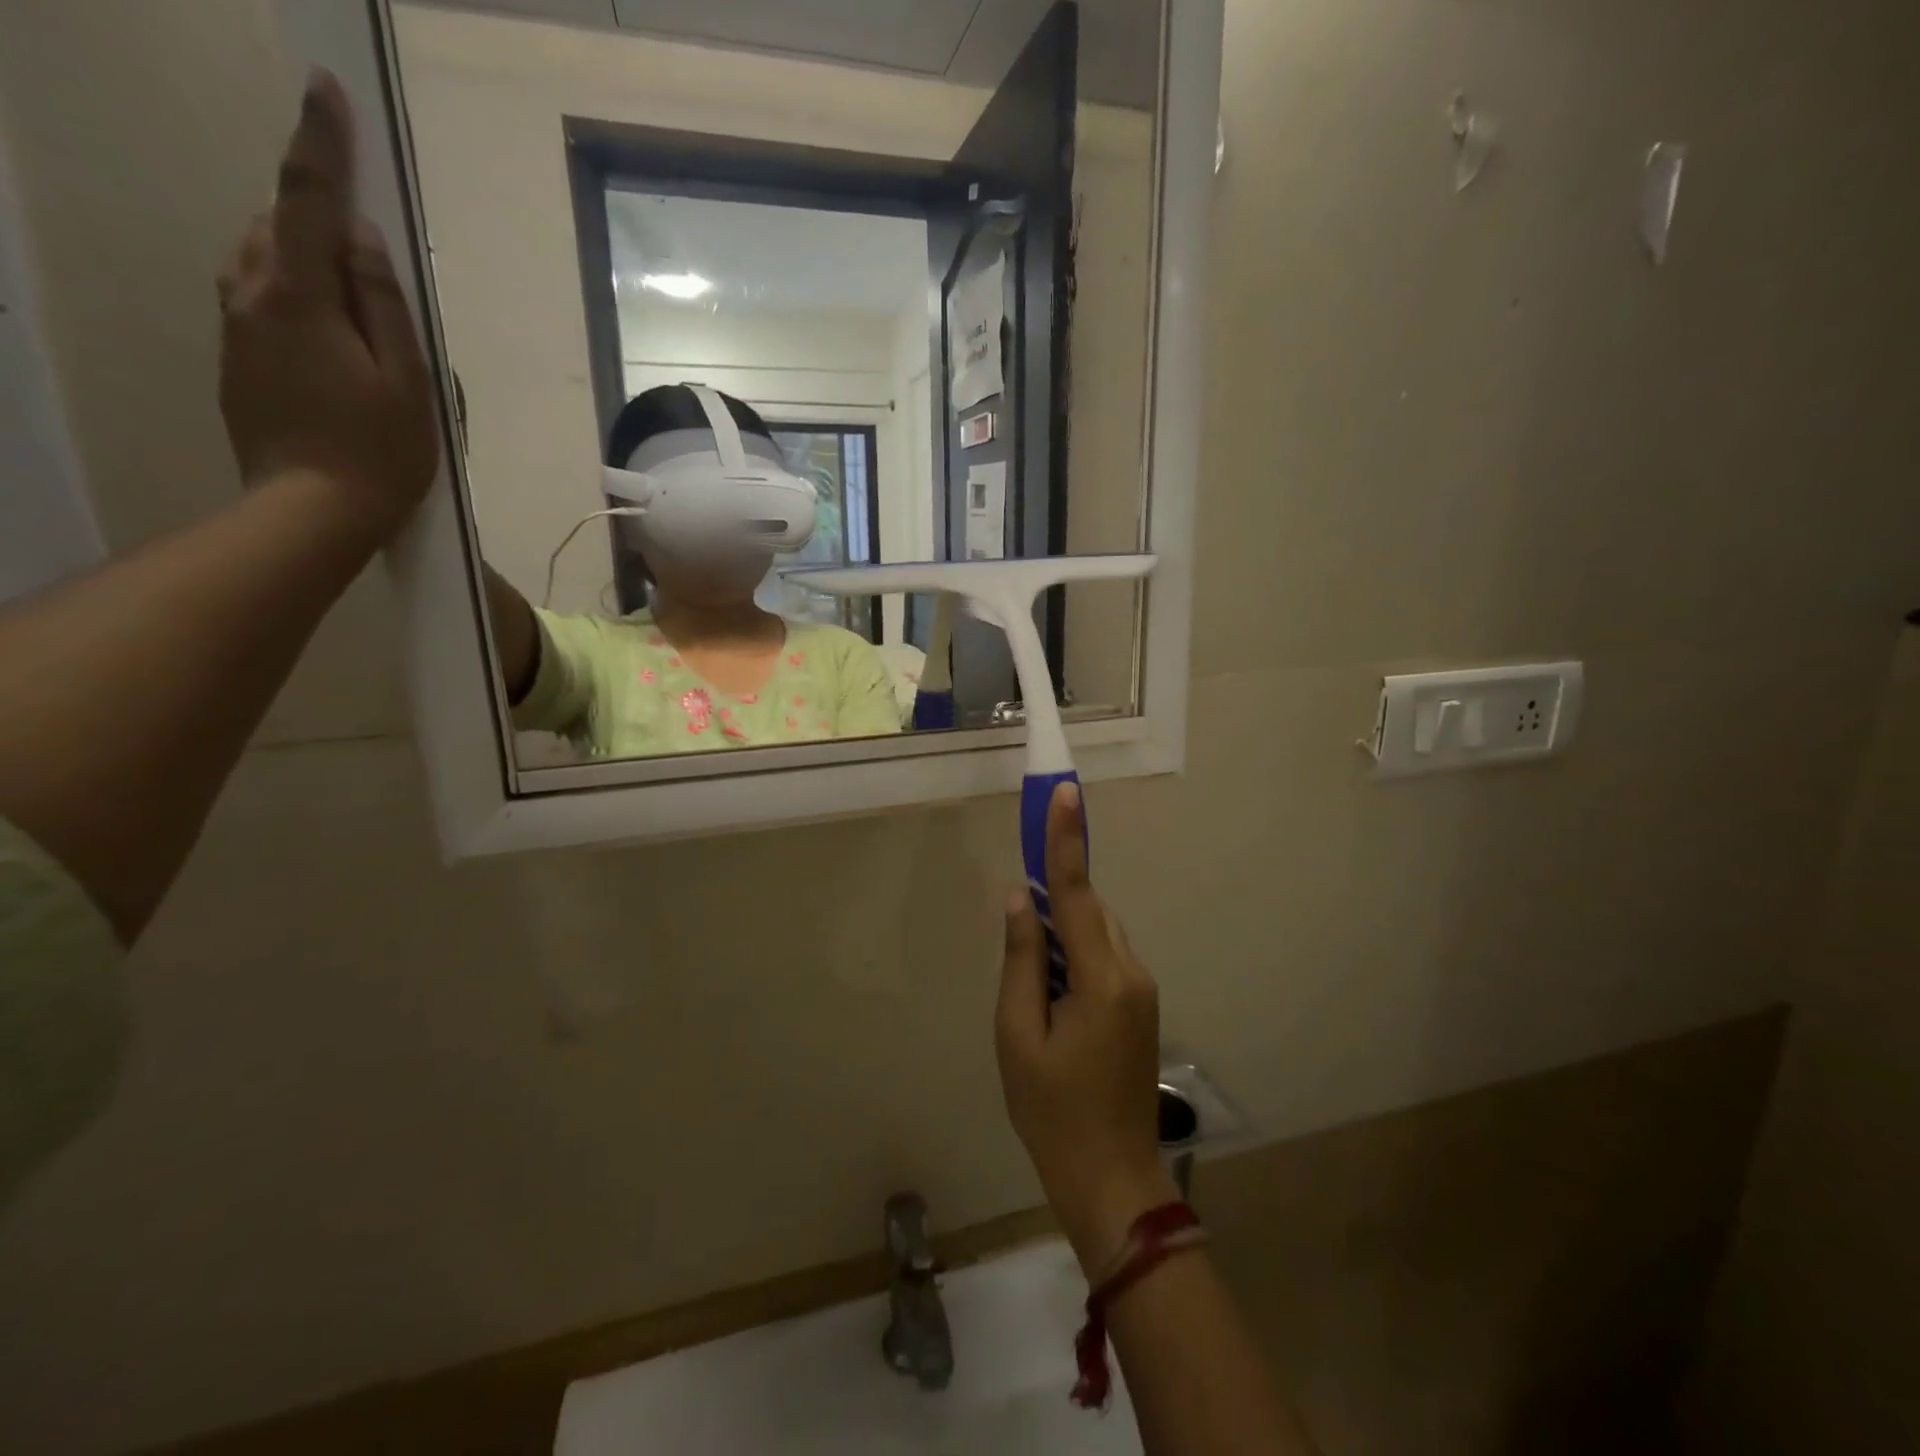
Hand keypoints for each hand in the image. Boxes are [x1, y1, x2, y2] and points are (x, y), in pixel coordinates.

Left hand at [216, 69, 437, 546]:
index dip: (320, 144)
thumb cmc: (378, 452)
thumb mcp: (407, 382)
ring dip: (302, 255)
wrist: (310, 511)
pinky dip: (292, 293)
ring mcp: (235, 328)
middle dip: (314, 213)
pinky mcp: (236, 359)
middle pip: (276, 225)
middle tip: (364, 240)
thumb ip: (384, 305)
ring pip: (261, 261)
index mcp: (297, 296)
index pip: (307, 200)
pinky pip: (259, 298)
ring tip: (353, 294)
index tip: (327, 91)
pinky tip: (330, 333)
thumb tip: (361, 239)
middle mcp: (250, 295)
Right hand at [997, 782, 1179, 1275]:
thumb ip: (1020, 960)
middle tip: (1017, 919)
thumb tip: (1019, 899)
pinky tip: (1052, 999)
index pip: (1077, 892)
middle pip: (1088, 911)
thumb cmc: (1052, 1110)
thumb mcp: (1017, 1035)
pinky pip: (1104, 957)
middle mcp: (1131, 972)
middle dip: (1053, 900)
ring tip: (1032, 989)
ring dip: (1062, 934)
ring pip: (1096, 933)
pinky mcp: (1140, 1004)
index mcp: (1102, 978)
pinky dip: (1074, 956)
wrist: (1112, 1177)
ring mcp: (1142, 989)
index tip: (1064, 792)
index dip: (1065, 839)